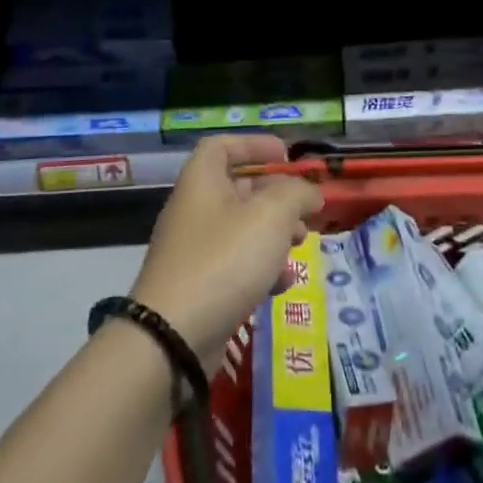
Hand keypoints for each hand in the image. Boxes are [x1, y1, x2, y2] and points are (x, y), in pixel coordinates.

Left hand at [131, 135, 323, 369]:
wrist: (172, 337)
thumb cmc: (224, 261)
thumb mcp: (270, 216)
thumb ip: (296, 194)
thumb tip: (310, 192)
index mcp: (201, 182)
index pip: (221, 146)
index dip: (254, 144)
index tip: (286, 156)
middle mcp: (194, 211)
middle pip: (237, 189)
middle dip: (277, 196)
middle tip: (306, 209)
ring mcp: (194, 251)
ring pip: (241, 230)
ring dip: (275, 233)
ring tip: (302, 245)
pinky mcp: (199, 287)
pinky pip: (235, 266)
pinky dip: (262, 269)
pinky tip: (284, 284)